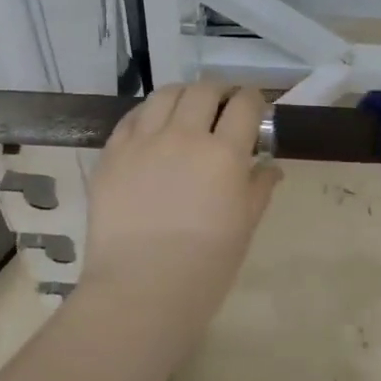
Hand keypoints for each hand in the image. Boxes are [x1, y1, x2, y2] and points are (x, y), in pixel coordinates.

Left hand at [80, 81, 281, 323]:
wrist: (141, 290)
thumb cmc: (205, 267)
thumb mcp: (244, 227)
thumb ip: (258, 188)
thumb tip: (268, 166)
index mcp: (223, 154)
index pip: (244, 105)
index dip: (253, 100)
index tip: (253, 108)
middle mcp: (183, 136)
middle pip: (204, 90)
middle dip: (219, 91)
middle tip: (222, 106)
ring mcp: (142, 142)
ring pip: (165, 95)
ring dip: (183, 95)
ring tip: (186, 109)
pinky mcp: (111, 154)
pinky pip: (131, 118)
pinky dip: (148, 114)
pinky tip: (152, 127)